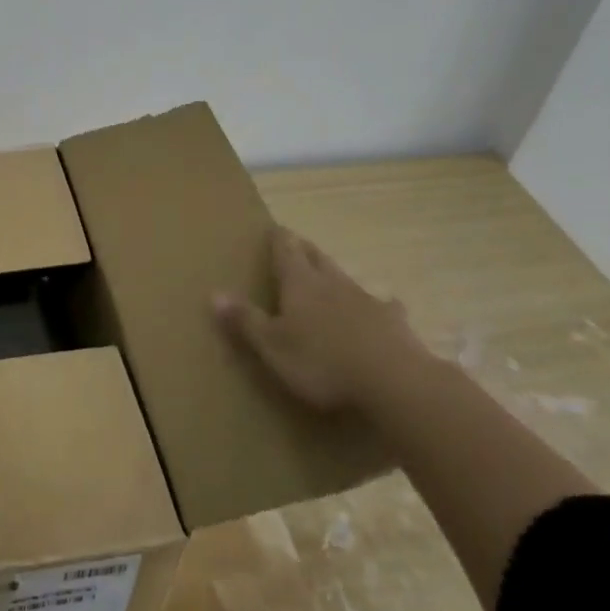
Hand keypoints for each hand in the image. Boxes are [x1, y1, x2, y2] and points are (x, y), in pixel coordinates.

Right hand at [213, 225, 432, 412]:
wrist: (395, 383)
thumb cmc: (322, 363)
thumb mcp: (272, 346)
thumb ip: (245, 320)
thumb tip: (215, 293)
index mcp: (300, 285)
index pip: (286, 251)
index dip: (279, 239)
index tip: (274, 228)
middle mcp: (334, 284)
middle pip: (317, 258)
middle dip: (305, 249)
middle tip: (297, 242)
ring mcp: (368, 301)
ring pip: (346, 279)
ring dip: (335, 275)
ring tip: (329, 274)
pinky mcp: (395, 324)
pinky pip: (383, 307)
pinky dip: (378, 305)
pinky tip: (385, 307)